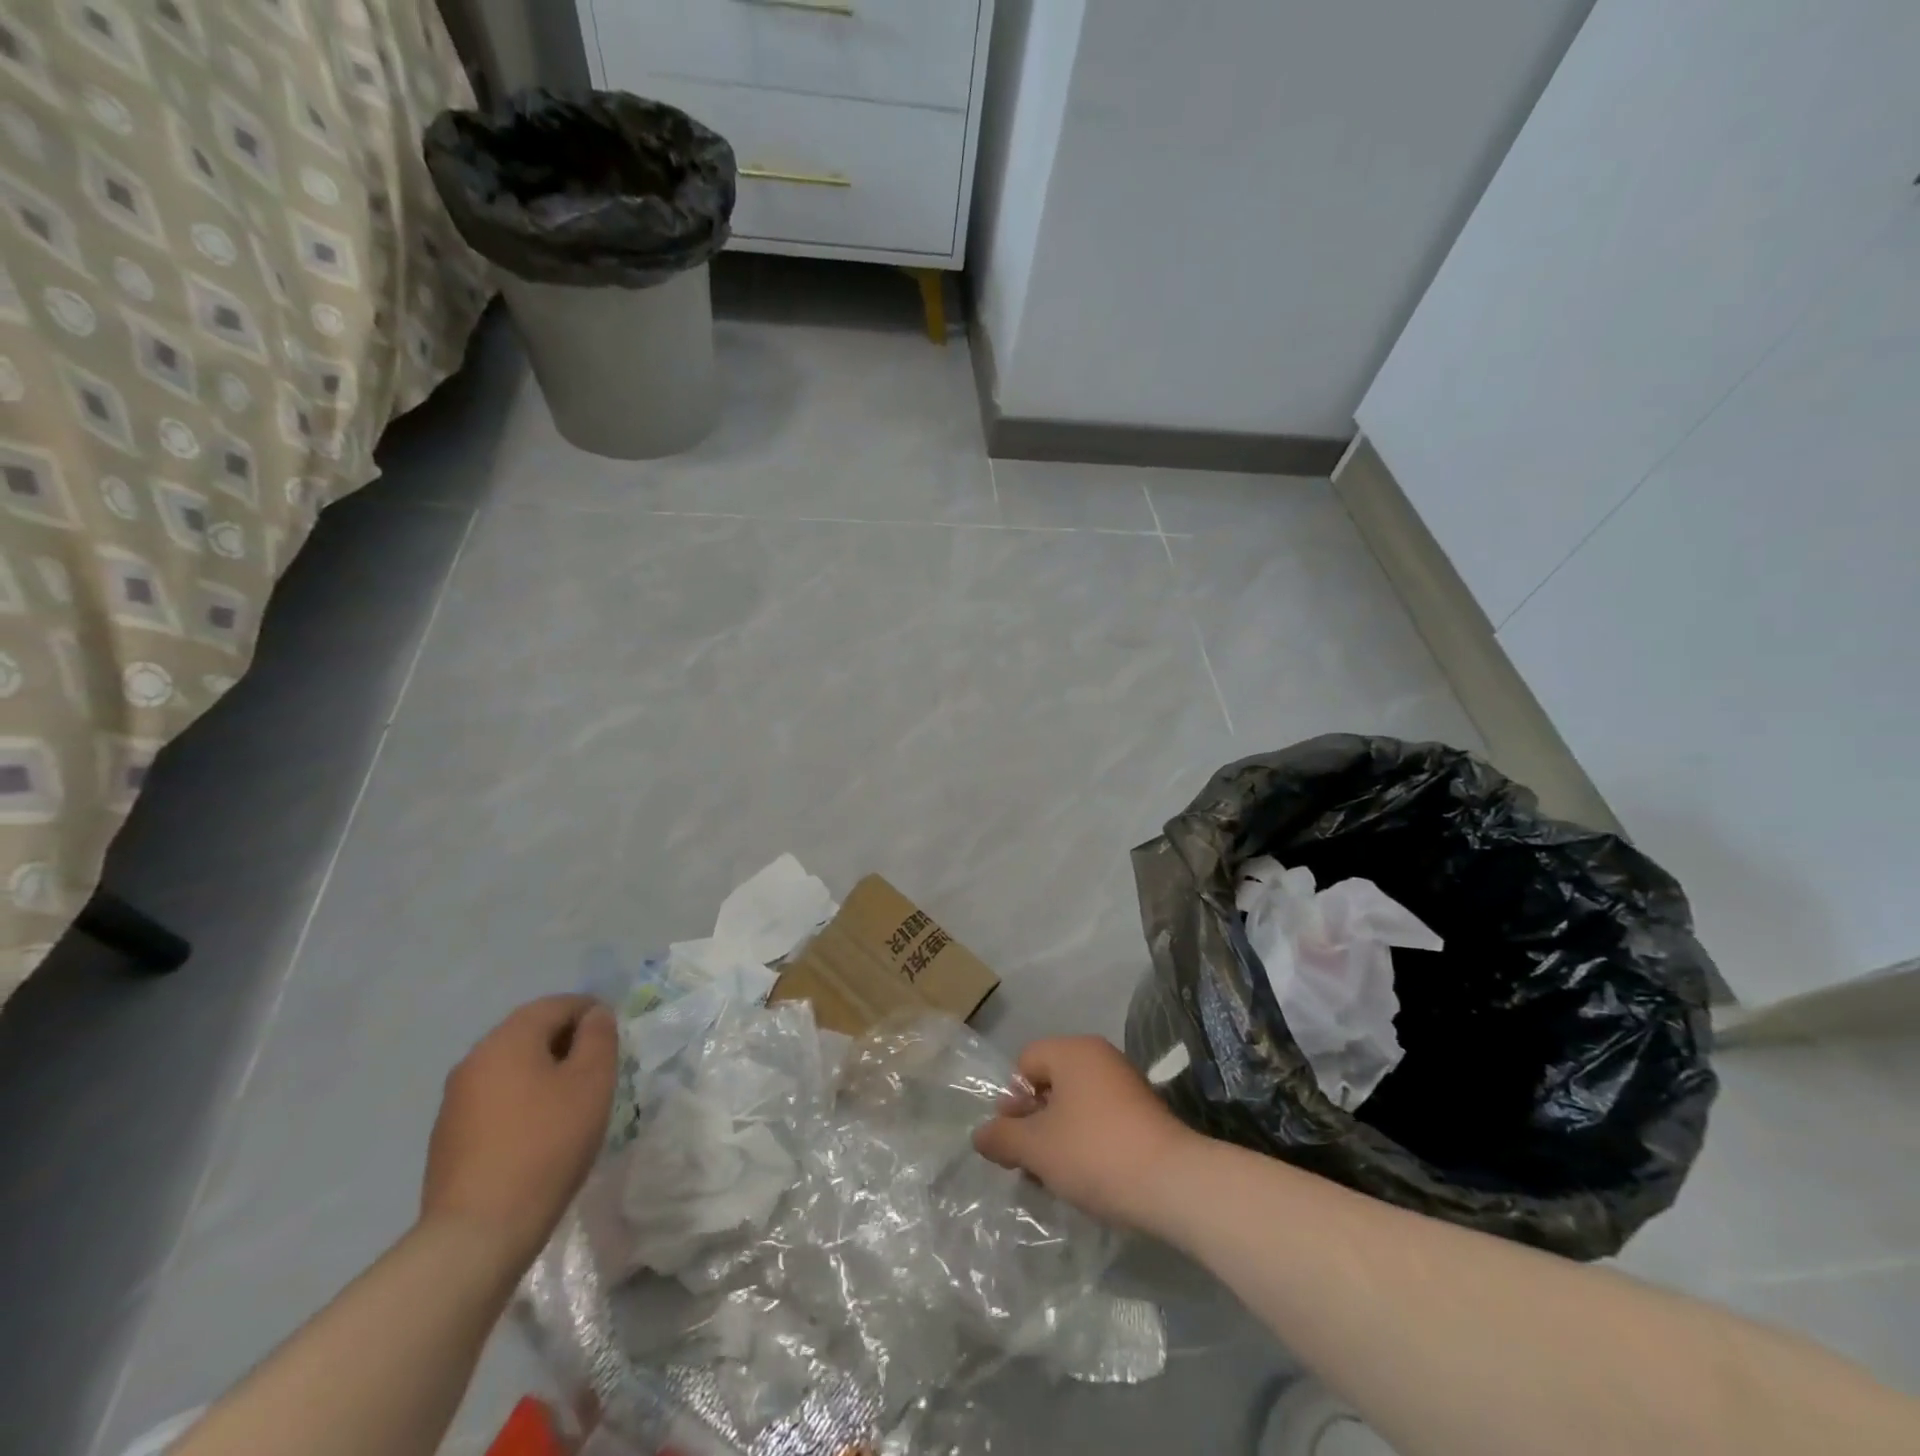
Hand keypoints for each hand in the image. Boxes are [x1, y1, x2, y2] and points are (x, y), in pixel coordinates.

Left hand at [421, 996, 617, 1271]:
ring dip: (543, 1071)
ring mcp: (455, 1101)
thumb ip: (599, 1037)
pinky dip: (522, 1100)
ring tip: (573, 1100)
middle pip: (529, 1032)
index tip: (615, 1034)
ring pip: (510, 1067)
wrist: (478, 1232)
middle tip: (599, 1066)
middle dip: (566, 1040)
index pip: (555, 1005)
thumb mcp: (592, 1082)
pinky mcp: (449, 1138)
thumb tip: (594, 1015)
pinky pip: (495, 1099)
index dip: (590, 1011)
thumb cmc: (546, 1144)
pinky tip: (540, 1131)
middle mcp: (474, 1060)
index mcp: (507, 1040)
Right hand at [973, 1035, 1196, 1232]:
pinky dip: (1087, 1143)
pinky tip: (1087, 1178)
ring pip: (1075, 1105)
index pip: (1025, 1062)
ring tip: (1057, 1178)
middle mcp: (1100, 1057)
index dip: (1013, 1100)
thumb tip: (980, 1135)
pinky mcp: (1143, 1113)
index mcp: (1073, 1051)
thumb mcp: (1036, 1148)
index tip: (1016, 1138)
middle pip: (1050, 1082)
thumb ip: (1002, 1138)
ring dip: (1058, 1137)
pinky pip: (1100, 1119)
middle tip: (1031, 1162)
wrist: (1172, 1183)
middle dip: (1034, 1122)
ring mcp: (1125, 1084)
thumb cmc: (1095, 1153)